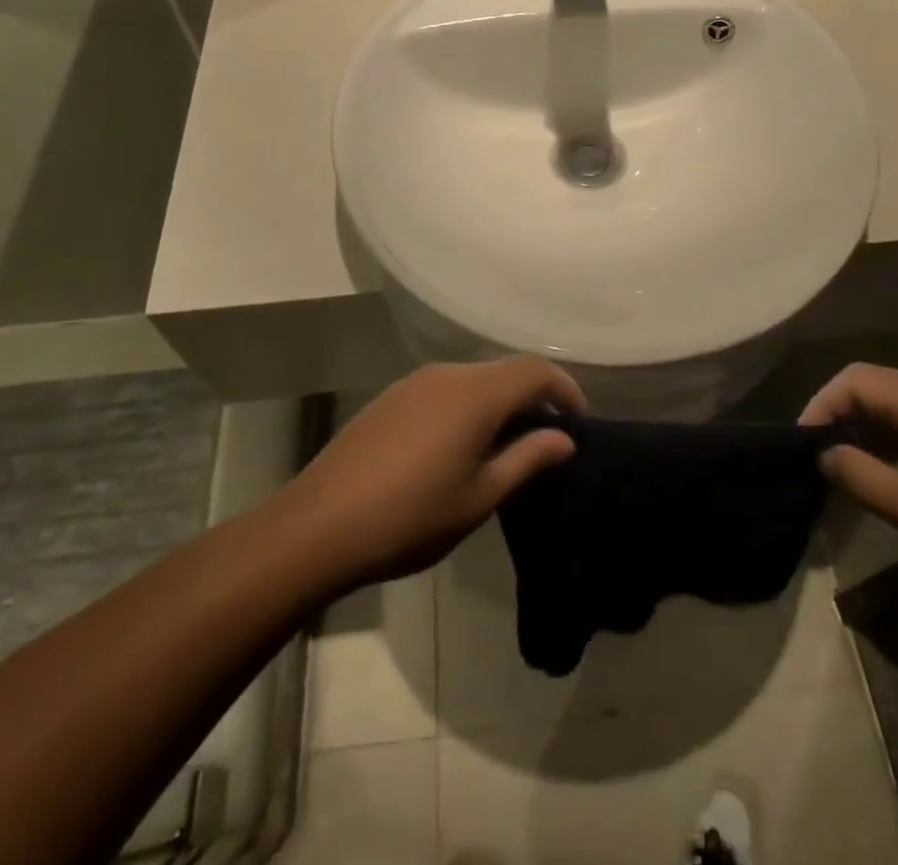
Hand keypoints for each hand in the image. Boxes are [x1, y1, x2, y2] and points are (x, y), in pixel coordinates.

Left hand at [283, 356, 584, 588]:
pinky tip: (460, 446)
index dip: (565, 389)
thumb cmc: (410, 517)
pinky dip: (469, 406)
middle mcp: (447, 373)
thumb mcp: (479, 497)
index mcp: (475, 394)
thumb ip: (526, 459)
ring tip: (506, 447)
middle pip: (505, 371)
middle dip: (533, 397)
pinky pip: (446, 389)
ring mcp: (415, 382)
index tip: (578, 422)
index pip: (535, 370)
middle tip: (546, 439)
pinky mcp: (392, 397)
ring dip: (499, 403)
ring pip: (474, 379)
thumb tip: (564, 438)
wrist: (318, 525)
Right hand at [801, 364, 897, 606]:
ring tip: (852, 469)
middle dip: (841, 416)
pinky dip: (897, 438)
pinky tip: (896, 475)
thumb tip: (824, 455)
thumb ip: (859, 476)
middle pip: (875, 385)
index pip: (853, 379)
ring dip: (869, 429)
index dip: (820, 406)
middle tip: (822, 458)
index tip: (804, 446)